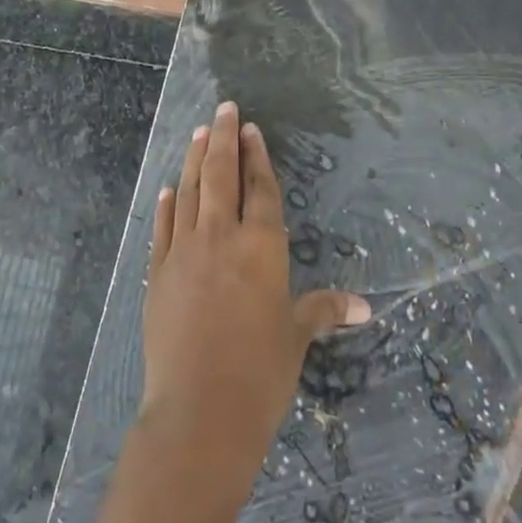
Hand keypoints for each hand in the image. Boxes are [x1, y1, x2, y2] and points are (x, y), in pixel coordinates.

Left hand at [140, 102, 370, 489]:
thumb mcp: (295, 338)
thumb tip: (363, 306)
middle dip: (222, 138)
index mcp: (262, 247)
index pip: (260, 189)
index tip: (251, 129)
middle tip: (223, 109)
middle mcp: (221, 238)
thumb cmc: (260, 374)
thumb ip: (323, 310)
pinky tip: (169, 189)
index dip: (257, 157)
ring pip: (190, 193)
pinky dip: (167, 205)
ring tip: (197, 133)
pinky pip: (163, 228)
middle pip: (221, 176)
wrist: (199, 413)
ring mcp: (184, 253)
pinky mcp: (157, 275)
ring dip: (193, 160)